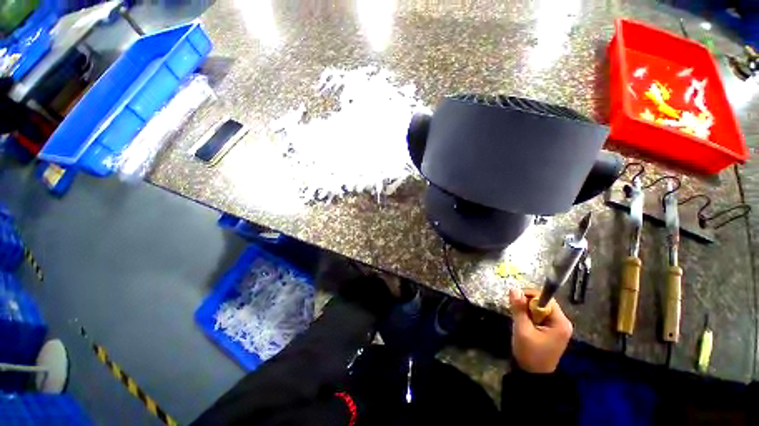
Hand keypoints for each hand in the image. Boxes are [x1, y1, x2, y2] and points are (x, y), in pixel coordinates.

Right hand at [509, 288, 572, 373]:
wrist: (534, 375)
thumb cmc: (530, 353)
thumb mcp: (522, 329)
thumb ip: (519, 308)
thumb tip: (514, 289)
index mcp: (560, 322)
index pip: (545, 298)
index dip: (529, 297)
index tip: (516, 303)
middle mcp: (563, 322)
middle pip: (543, 302)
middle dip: (528, 305)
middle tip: (517, 314)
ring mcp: (558, 327)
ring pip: (540, 308)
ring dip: (528, 311)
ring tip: (520, 321)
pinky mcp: (552, 330)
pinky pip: (540, 315)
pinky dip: (530, 316)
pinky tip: (525, 324)